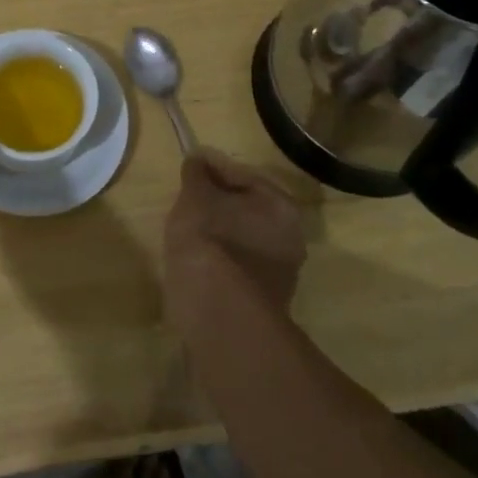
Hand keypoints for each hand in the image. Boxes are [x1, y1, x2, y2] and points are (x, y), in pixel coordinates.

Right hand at [163, 149, 305, 337]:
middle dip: (217, 202)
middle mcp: (291, 237)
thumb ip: (197, 174)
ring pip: (243, 239)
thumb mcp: (195, 198)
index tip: (187, 166)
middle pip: (246, 208)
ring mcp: (281, 274)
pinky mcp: (264, 302)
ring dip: (219, 233)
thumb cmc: (209, 243)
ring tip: (187, 231)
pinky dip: (220, 261)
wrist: (219, 317)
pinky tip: (196, 263)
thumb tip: (198, 160)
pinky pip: (238, 267)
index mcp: (280, 205)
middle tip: (186, 199)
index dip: (211, 168)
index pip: (241, 175)